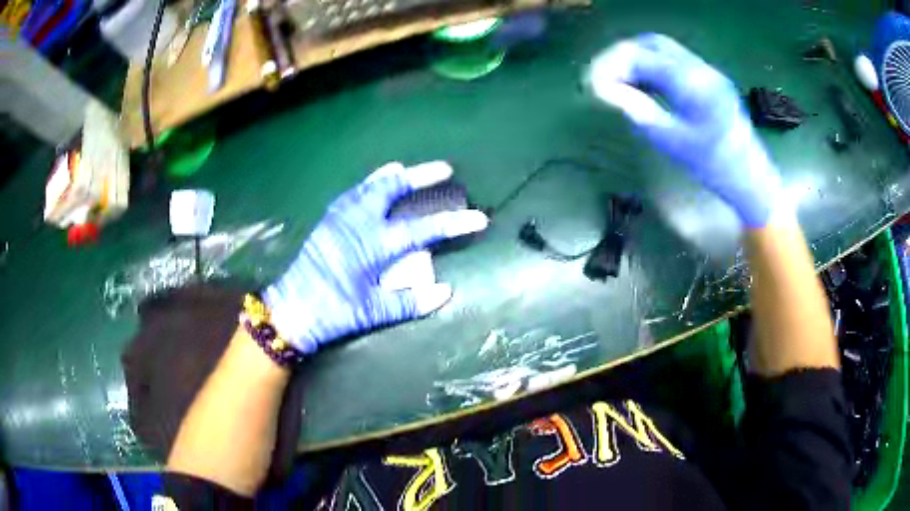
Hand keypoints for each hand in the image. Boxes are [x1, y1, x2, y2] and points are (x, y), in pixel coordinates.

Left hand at [263, 161, 488, 353]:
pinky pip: (352, 193)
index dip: (453, 223)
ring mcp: (339, 217)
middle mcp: (357, 222)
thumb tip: (445, 291)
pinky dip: (368, 184)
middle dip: (420, 176)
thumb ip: (409, 302)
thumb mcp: (372, 313)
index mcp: (373, 245)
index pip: (422, 229)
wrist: (290, 310)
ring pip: (370, 185)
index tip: (479, 218)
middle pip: (392, 189)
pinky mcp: (327, 221)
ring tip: (408, 169)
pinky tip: (372, 185)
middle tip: (444, 168)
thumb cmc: (332, 313)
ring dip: (393, 176)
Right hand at [587, 34, 782, 226]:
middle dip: (621, 55)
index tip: (591, 83)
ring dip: (636, 58)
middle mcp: (700, 67)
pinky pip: (674, 60)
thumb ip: (637, 109)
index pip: (641, 56)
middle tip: (603, 77)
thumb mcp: (671, 141)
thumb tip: (604, 90)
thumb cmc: (713, 166)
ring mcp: (707, 70)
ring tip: (620, 80)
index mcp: (692, 83)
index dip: (611, 64)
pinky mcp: (709, 77)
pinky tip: (643, 83)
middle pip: (651, 43)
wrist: (749, 175)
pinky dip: (652, 66)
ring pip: (663, 49)